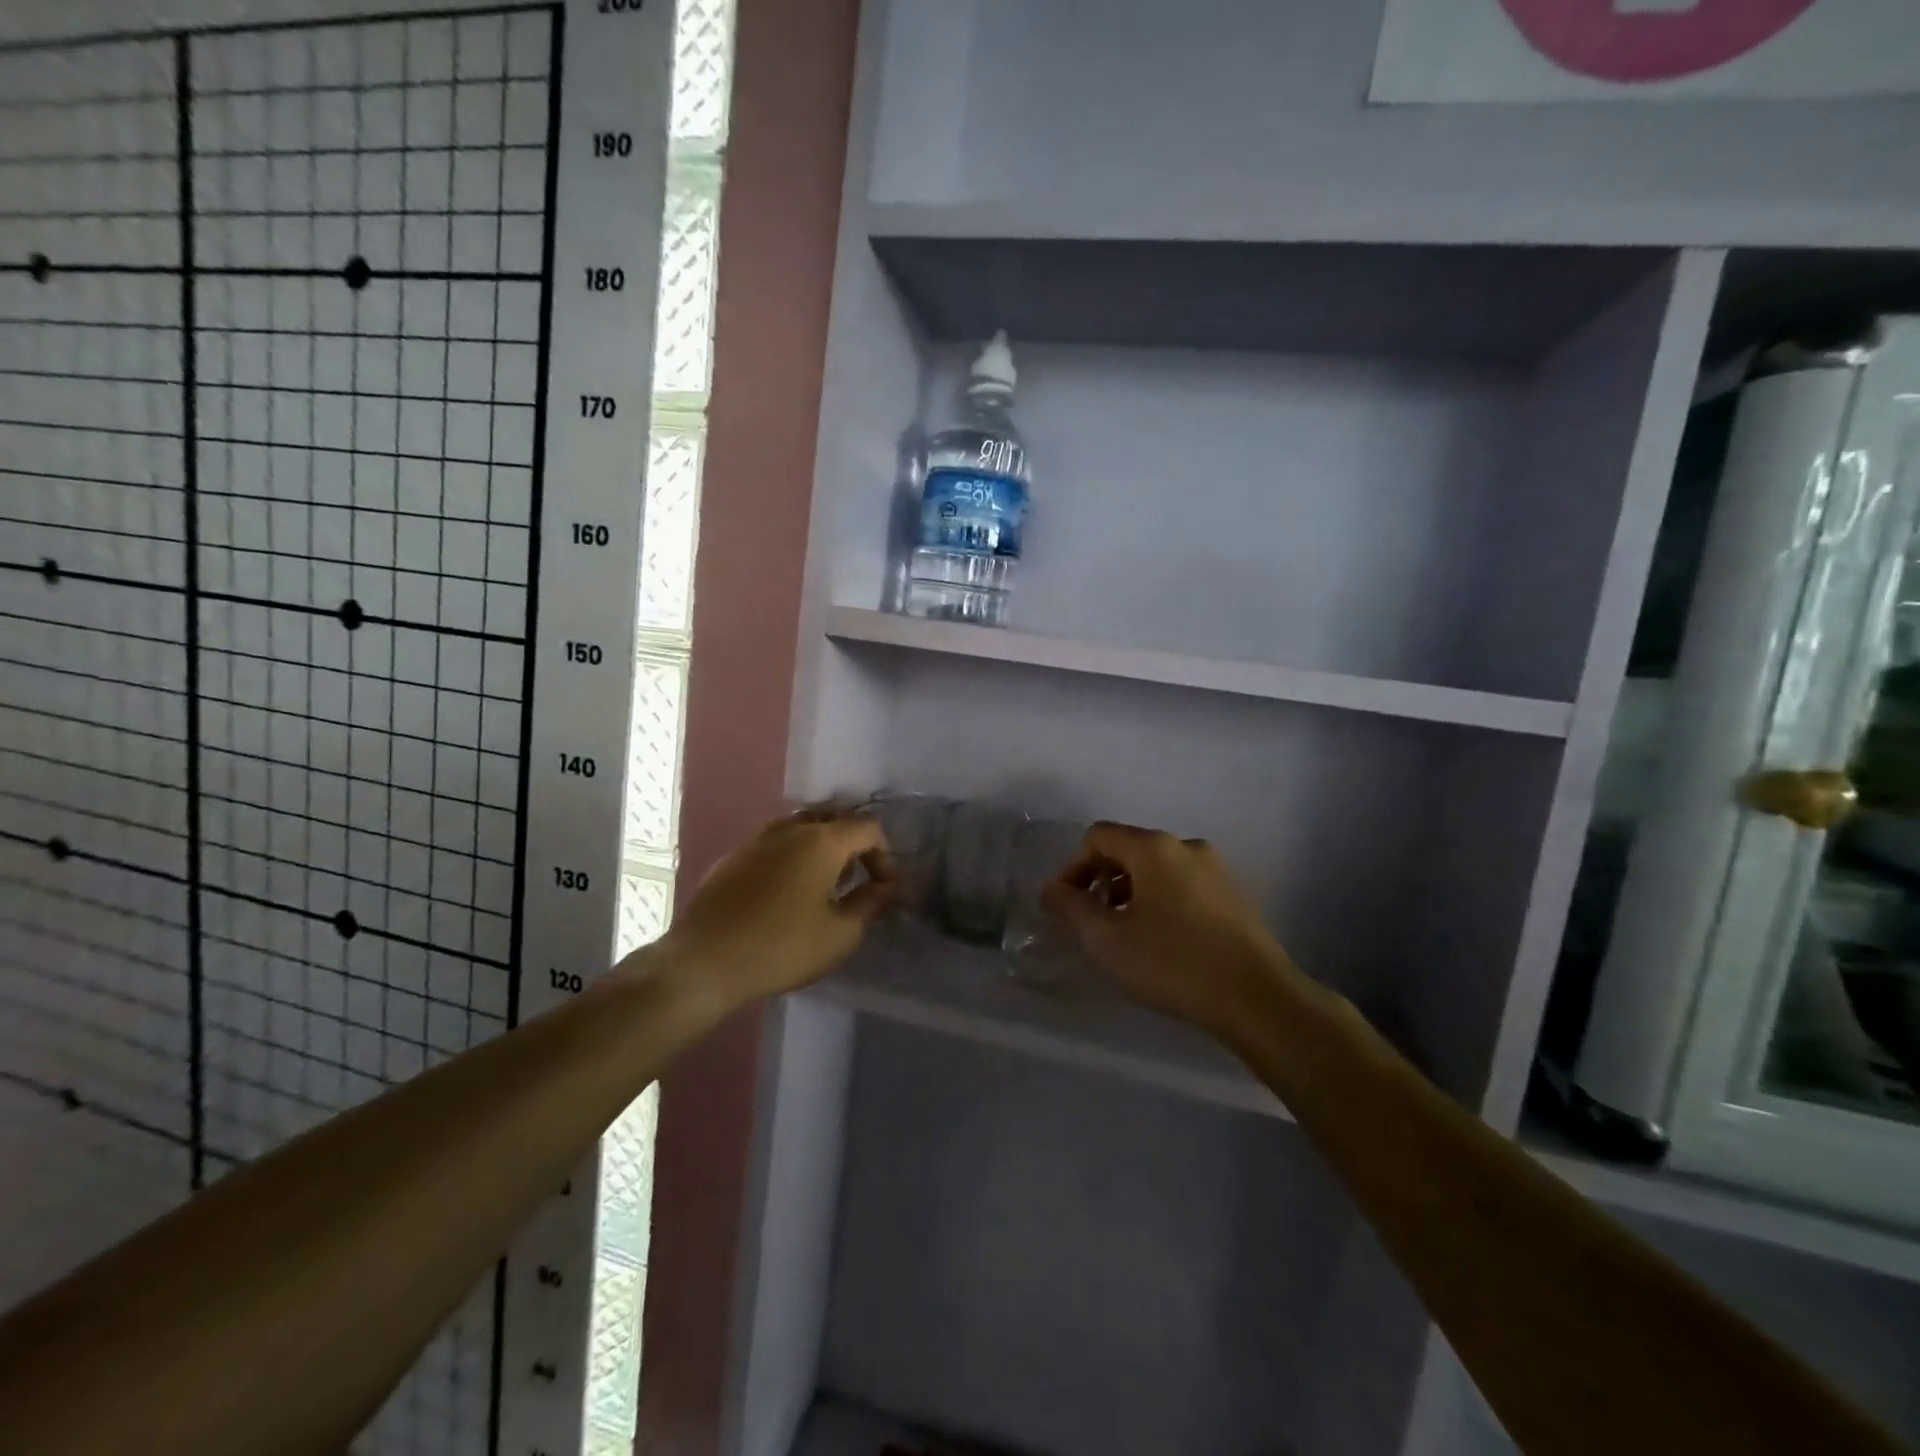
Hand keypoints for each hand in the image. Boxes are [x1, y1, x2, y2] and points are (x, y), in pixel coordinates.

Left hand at [658, 810, 895, 1012]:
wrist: (703, 962)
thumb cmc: (782, 947)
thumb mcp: (840, 934)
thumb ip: (870, 904)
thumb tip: (886, 888)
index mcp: (822, 840)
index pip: (868, 828)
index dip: (885, 855)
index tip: (884, 888)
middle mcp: (790, 828)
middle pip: (834, 819)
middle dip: (854, 845)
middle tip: (858, 879)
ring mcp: (756, 839)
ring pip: (801, 828)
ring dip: (821, 848)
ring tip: (824, 885)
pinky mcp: (733, 858)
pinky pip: (774, 845)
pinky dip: (792, 857)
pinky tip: (786, 893)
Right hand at [1041, 821, 1303, 1037]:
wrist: (1258, 999)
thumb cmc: (1172, 962)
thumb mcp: (1108, 939)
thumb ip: (1072, 907)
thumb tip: (1051, 889)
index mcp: (1154, 847)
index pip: (1098, 836)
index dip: (1073, 867)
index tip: (1066, 907)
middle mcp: (1187, 846)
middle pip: (1128, 850)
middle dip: (1101, 882)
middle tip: (1091, 924)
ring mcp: (1216, 870)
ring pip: (1157, 871)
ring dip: (1130, 894)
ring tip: (1123, 937)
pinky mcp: (1235, 897)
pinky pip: (1183, 887)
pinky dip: (1160, 904)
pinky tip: (1160, 943)